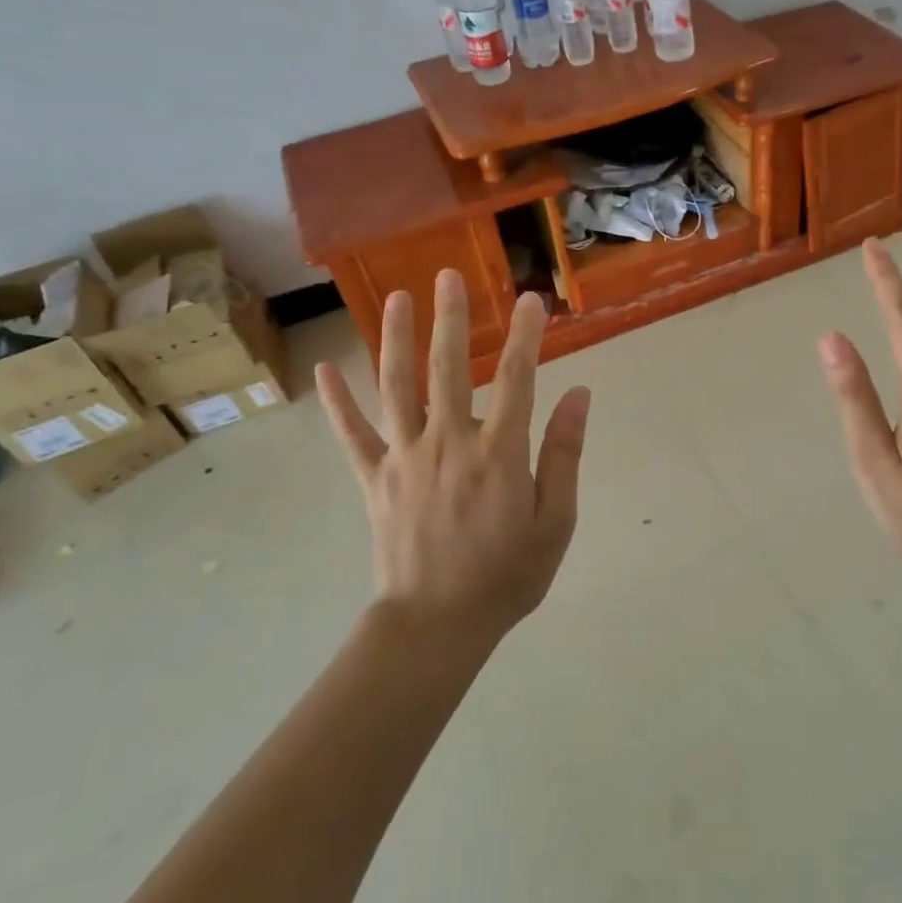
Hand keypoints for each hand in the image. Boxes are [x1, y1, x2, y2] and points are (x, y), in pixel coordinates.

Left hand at [318, 272, 591, 642]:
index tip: (531, 300)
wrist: (436, 626)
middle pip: (448, 368)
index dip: (525, 336)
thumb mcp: (555, 521)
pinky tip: (323, 368)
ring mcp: (405, 458)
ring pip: (397, 387)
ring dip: (396, 339)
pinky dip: (337, 402)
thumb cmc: (506, 575)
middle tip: (450, 276)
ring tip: (397, 298)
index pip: (516, 380)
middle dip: (451, 318)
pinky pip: (352, 435)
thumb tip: (578, 395)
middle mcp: (449, 443)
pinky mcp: (375, 479)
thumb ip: (564, 454)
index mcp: (497, 454)